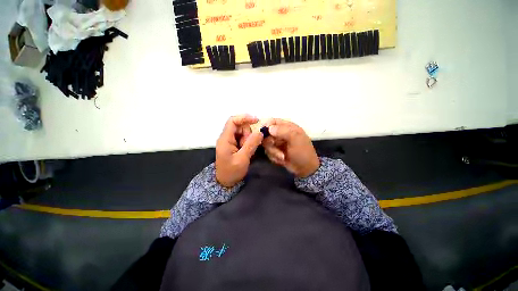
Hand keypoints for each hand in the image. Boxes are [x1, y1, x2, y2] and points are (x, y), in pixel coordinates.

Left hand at [216, 114, 263, 186]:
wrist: (225, 182)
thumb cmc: (232, 172)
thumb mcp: (242, 159)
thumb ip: (251, 144)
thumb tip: (260, 132)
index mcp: (225, 139)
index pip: (233, 121)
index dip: (244, 117)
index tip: (256, 120)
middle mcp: (226, 137)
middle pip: (240, 126)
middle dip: (248, 133)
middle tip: (250, 146)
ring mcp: (230, 141)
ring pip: (243, 132)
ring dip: (248, 139)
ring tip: (247, 151)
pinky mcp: (234, 145)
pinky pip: (243, 138)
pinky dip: (248, 142)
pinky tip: (248, 151)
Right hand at [263, 119, 319, 177]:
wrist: (305, 169)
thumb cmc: (303, 152)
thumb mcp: (295, 139)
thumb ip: (283, 131)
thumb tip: (269, 128)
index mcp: (288, 127)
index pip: (273, 121)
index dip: (266, 125)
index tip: (262, 133)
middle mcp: (281, 134)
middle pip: (267, 133)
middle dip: (270, 142)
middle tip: (274, 146)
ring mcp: (278, 143)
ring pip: (266, 144)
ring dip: (273, 151)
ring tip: (282, 157)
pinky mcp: (275, 151)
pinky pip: (268, 152)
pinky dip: (274, 157)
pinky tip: (282, 160)